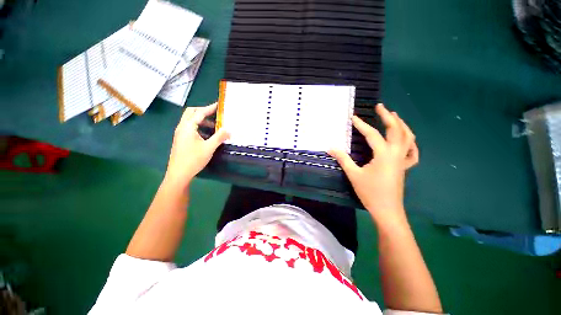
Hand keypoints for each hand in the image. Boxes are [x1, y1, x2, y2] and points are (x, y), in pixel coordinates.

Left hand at [164, 103, 229, 188]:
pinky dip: (199, 127)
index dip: (210, 108)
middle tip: (215, 113)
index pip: (200, 113)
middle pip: (191, 113)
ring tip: (214, 125)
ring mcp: (180, 133)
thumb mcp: (209, 147)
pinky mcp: (181, 139)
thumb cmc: (193, 159)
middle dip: (203, 111)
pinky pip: (190, 128)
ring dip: (202, 120)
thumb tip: (229, 130)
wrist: (179, 174)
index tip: (219, 104)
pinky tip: (208, 135)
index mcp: (188, 127)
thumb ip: (219, 137)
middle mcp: (182, 127)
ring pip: (190, 121)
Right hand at [329, 104, 418, 223]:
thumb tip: (330, 148)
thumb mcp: (353, 174)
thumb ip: (342, 159)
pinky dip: (412, 143)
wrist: (387, 210)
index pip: (372, 134)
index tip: (352, 117)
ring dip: (401, 124)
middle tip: (380, 106)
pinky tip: (407, 140)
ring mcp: (403, 160)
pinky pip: (413, 152)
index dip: (361, 124)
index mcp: (384, 154)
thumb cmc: (370, 192)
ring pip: (408, 137)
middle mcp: (396, 153)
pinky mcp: (405, 167)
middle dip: (388, 116)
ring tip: (394, 116)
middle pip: (396, 130)